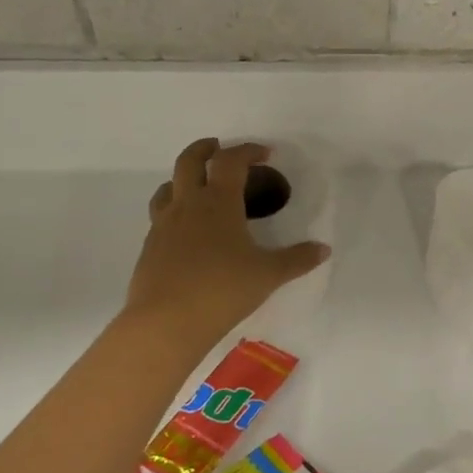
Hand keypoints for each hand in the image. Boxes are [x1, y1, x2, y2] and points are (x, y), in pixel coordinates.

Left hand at [124, 138, 329, 349]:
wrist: (165, 323)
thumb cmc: (223, 290)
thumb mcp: (269, 274)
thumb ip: (297, 259)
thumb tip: (323, 249)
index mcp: (219, 202)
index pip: (231, 161)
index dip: (248, 150)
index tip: (265, 154)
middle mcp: (188, 205)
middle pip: (189, 161)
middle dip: (205, 149)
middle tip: (219, 149)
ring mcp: (163, 226)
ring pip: (167, 187)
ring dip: (183, 179)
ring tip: (199, 188)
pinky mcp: (149, 248)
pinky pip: (160, 217)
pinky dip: (175, 211)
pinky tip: (188, 232)